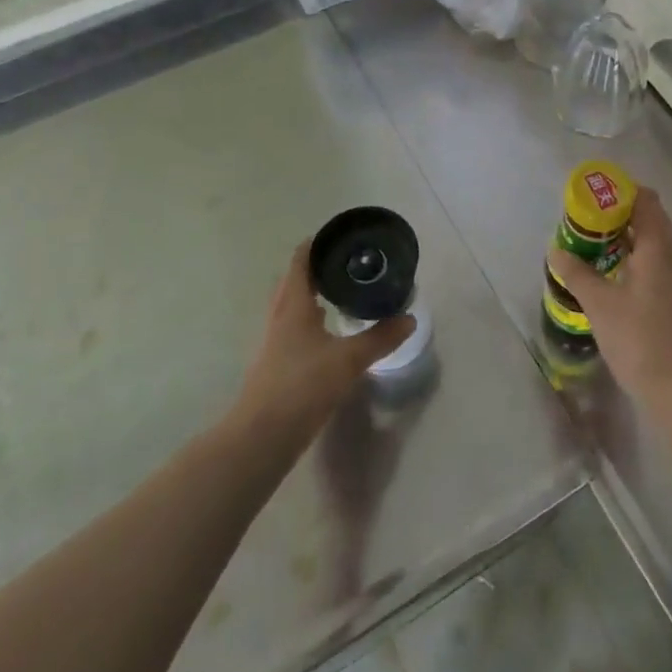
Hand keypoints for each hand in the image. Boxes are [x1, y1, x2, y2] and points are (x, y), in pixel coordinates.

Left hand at [234, 241, 413, 435]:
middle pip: (293, 281)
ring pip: (292, 306)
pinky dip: (310, 320)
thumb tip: (409, 319)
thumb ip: (380, 338)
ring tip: (340, 292)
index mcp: (294, 305)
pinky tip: (329, 332)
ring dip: (312, 294)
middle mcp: (280, 317)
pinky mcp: (276, 363)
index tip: (338, 235)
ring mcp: (275, 341)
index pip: (300, 262)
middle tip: (346, 263)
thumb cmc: (302, 385)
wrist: (263, 435)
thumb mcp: (349, 360)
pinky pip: (294, 328)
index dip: (316, 244)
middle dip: (316, 269)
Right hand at [550, 189, 671, 415]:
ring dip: (626, 241)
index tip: (592, 197)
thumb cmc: (642, 341)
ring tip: (593, 250)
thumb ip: (577, 274)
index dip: (620, 191)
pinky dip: (635, 262)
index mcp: (659, 247)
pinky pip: (657, 267)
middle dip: (618, 217)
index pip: (645, 200)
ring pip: (654, 246)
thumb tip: (556, 250)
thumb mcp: (600, 305)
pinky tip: (614, 281)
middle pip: (651, 220)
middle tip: (585, 224)